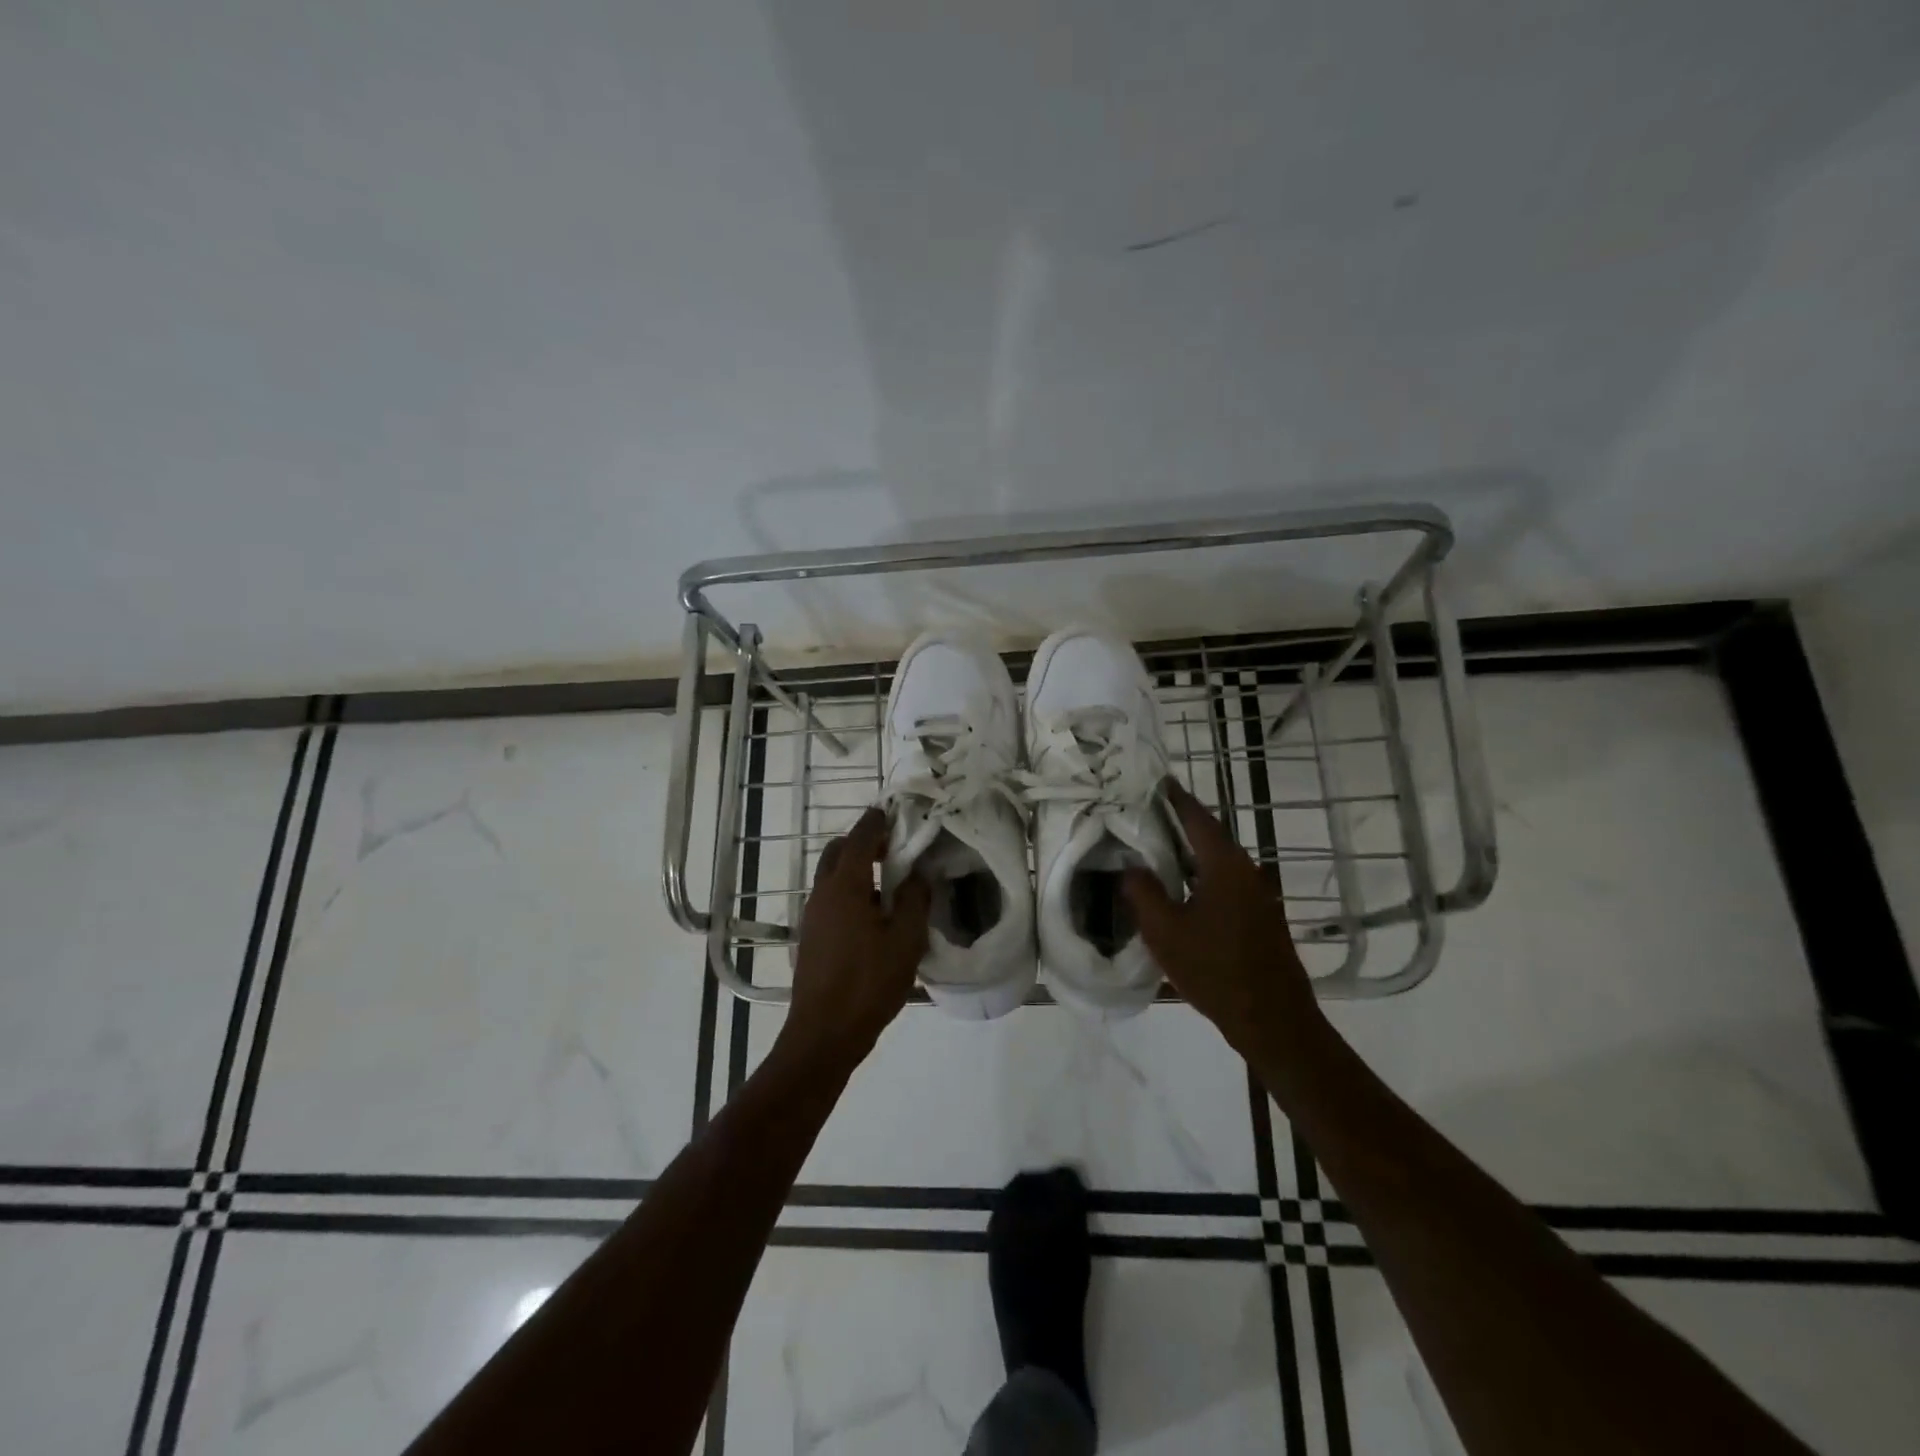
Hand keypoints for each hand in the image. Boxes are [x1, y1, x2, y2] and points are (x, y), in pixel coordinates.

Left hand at [781, 807, 930, 1075]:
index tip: (892, 811)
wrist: (824, 1033)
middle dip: (864, 842)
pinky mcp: (811, 936)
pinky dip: (850, 891)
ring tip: (891, 884)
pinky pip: (830, 898)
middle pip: (839, 852)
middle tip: (895, 849)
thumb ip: (915, 900)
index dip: (876, 822)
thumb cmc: (868, 982)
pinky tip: (874, 916)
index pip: (860, 839)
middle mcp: (823, 893)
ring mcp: (813, 915)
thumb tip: (918, 874)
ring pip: (832, 876)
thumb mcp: (906, 940)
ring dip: (857, 868)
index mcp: (846, 886)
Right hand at [1122, 779, 1321, 1061]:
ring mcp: (1258, 895)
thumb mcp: (1165, 931)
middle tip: (1144, 816)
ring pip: (1216, 862)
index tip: (1157, 781)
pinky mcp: (1260, 917)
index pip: (1197, 818)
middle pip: (1209, 836)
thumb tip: (1130, 867)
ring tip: (1154, 850)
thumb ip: (1143, 892)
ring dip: (1188, 853)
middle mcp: (1246, 871)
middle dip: (1178, 824)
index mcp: (1225, 865)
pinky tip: (1179, 890)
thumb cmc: (1215, 970)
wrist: (1273, 1019)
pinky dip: (1200, 876)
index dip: (1175, 798)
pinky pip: (1224, 883)